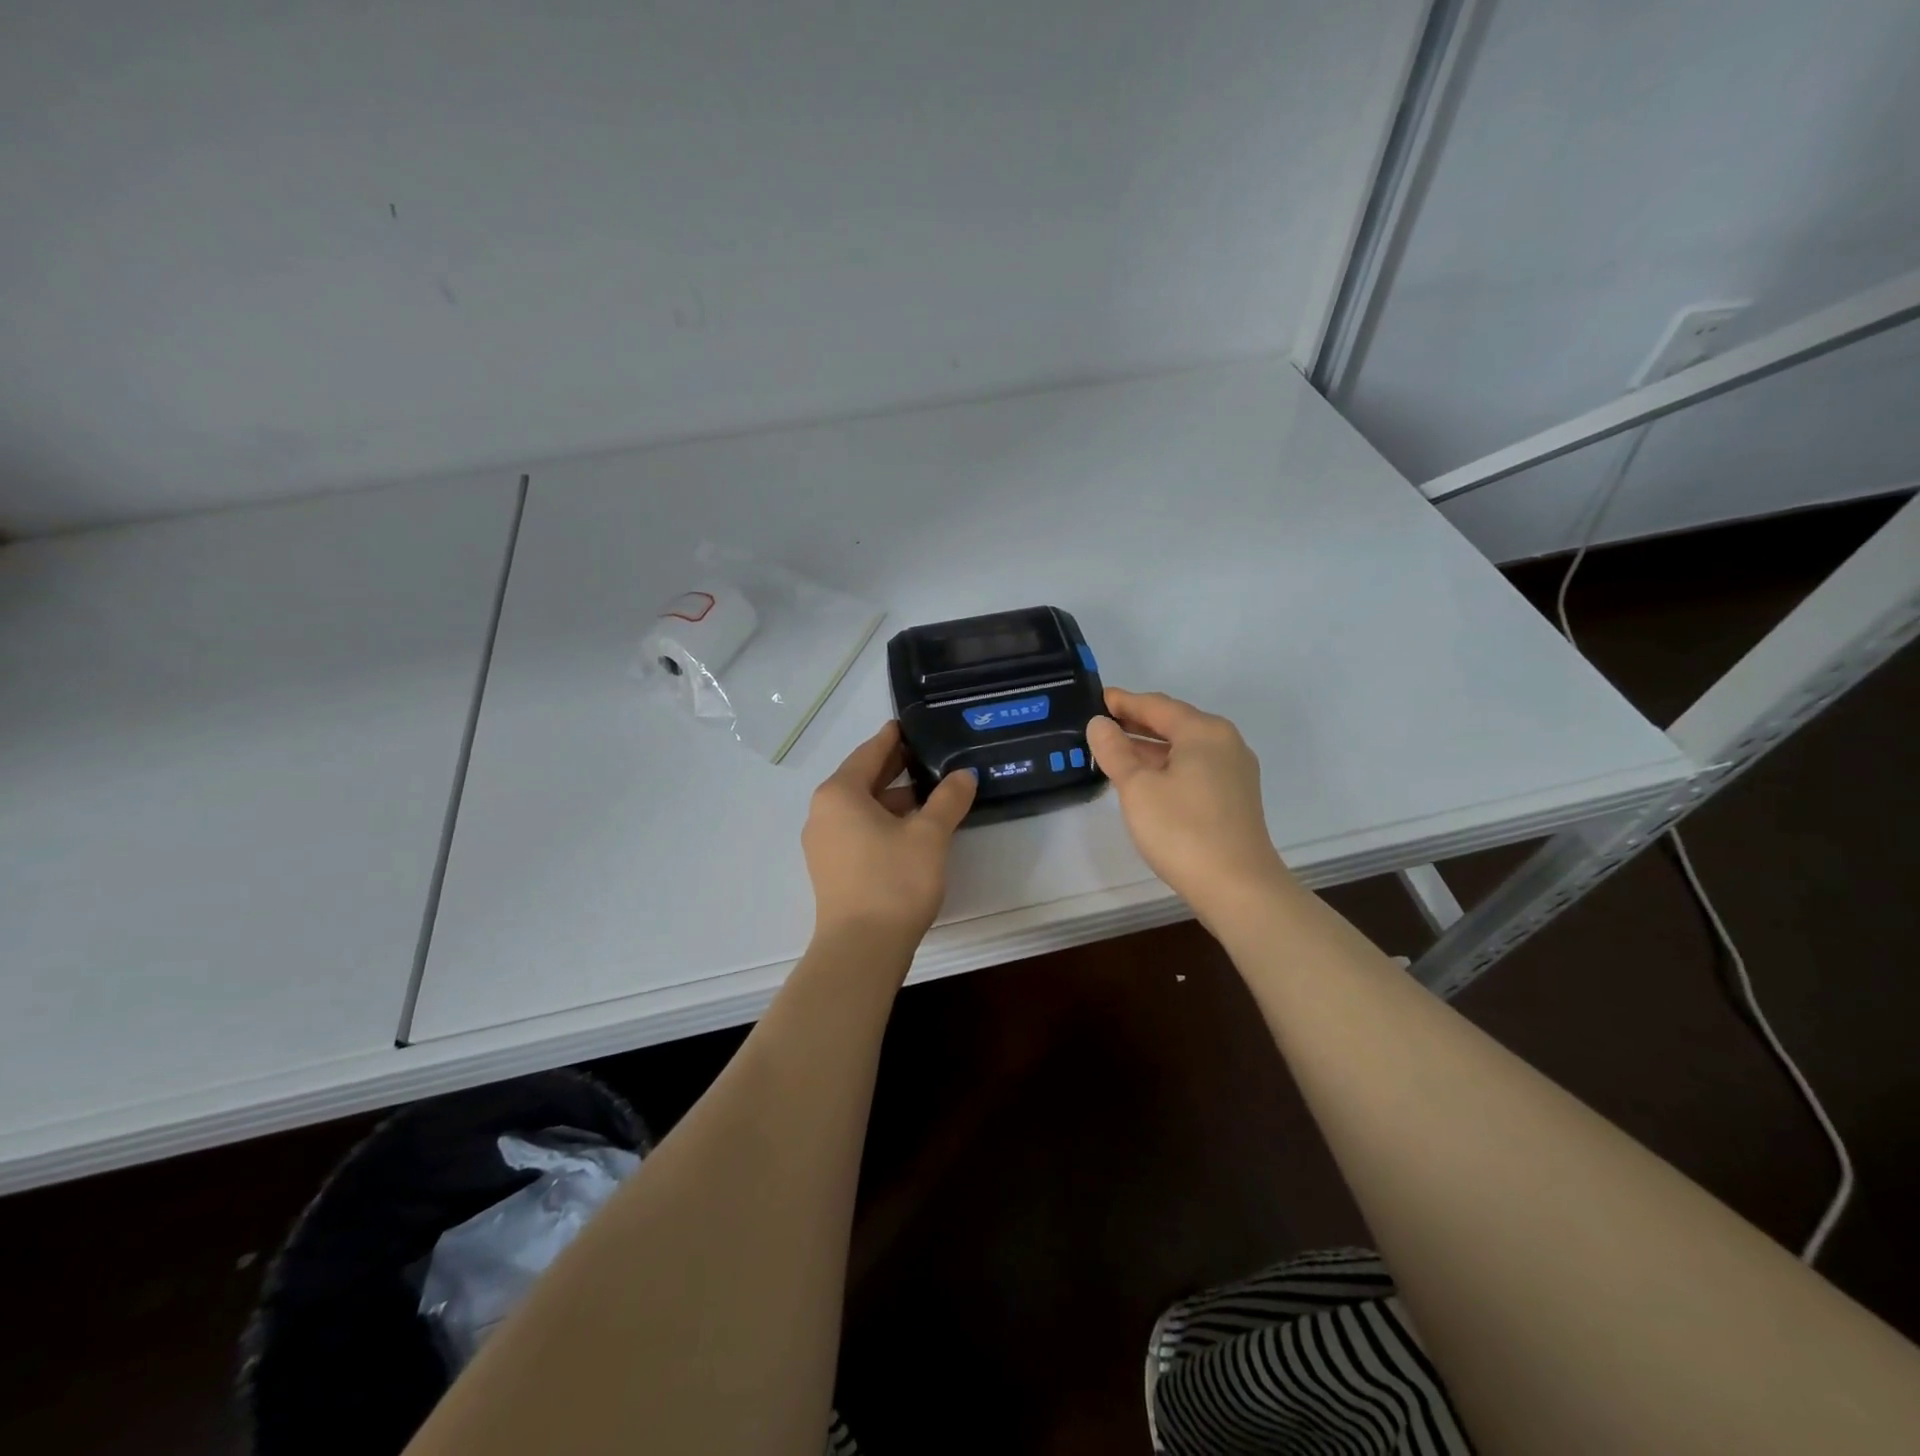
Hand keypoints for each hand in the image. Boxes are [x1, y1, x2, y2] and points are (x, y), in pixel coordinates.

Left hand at [801, 721, 977, 945]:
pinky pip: (859, 830)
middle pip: (863, 779)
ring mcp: (824, 843)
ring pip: (862, 808)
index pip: (869, 753)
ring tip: (931, 792)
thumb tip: (964, 774)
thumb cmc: (893, 881)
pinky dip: (884, 822)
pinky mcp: (832, 869)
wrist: (861, 950)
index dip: (892, 738)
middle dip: (895, 768)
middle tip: (928, 754)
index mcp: (840, 794)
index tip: (909, 724)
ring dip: (894, 798)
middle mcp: (824, 813)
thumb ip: (948, 799)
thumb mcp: (929, 835)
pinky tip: (914, 828)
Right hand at [1086, 688, 1292, 924]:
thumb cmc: (1182, 830)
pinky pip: (1194, 767)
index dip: (1123, 702)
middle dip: (1136, 722)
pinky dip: (1167, 765)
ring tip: (1114, 750)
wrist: (1237, 887)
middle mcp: (1224, 742)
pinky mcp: (1234, 796)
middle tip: (1100, 723)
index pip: (1155, 705)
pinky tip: (1145, 778)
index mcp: (1203, 731)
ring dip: (1150, 746)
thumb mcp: (1137, 788)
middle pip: (1173, 722)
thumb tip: (1099, 724)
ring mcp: (1234, 771)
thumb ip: (1115, 751)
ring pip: (1184, 747)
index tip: (1095, 699)